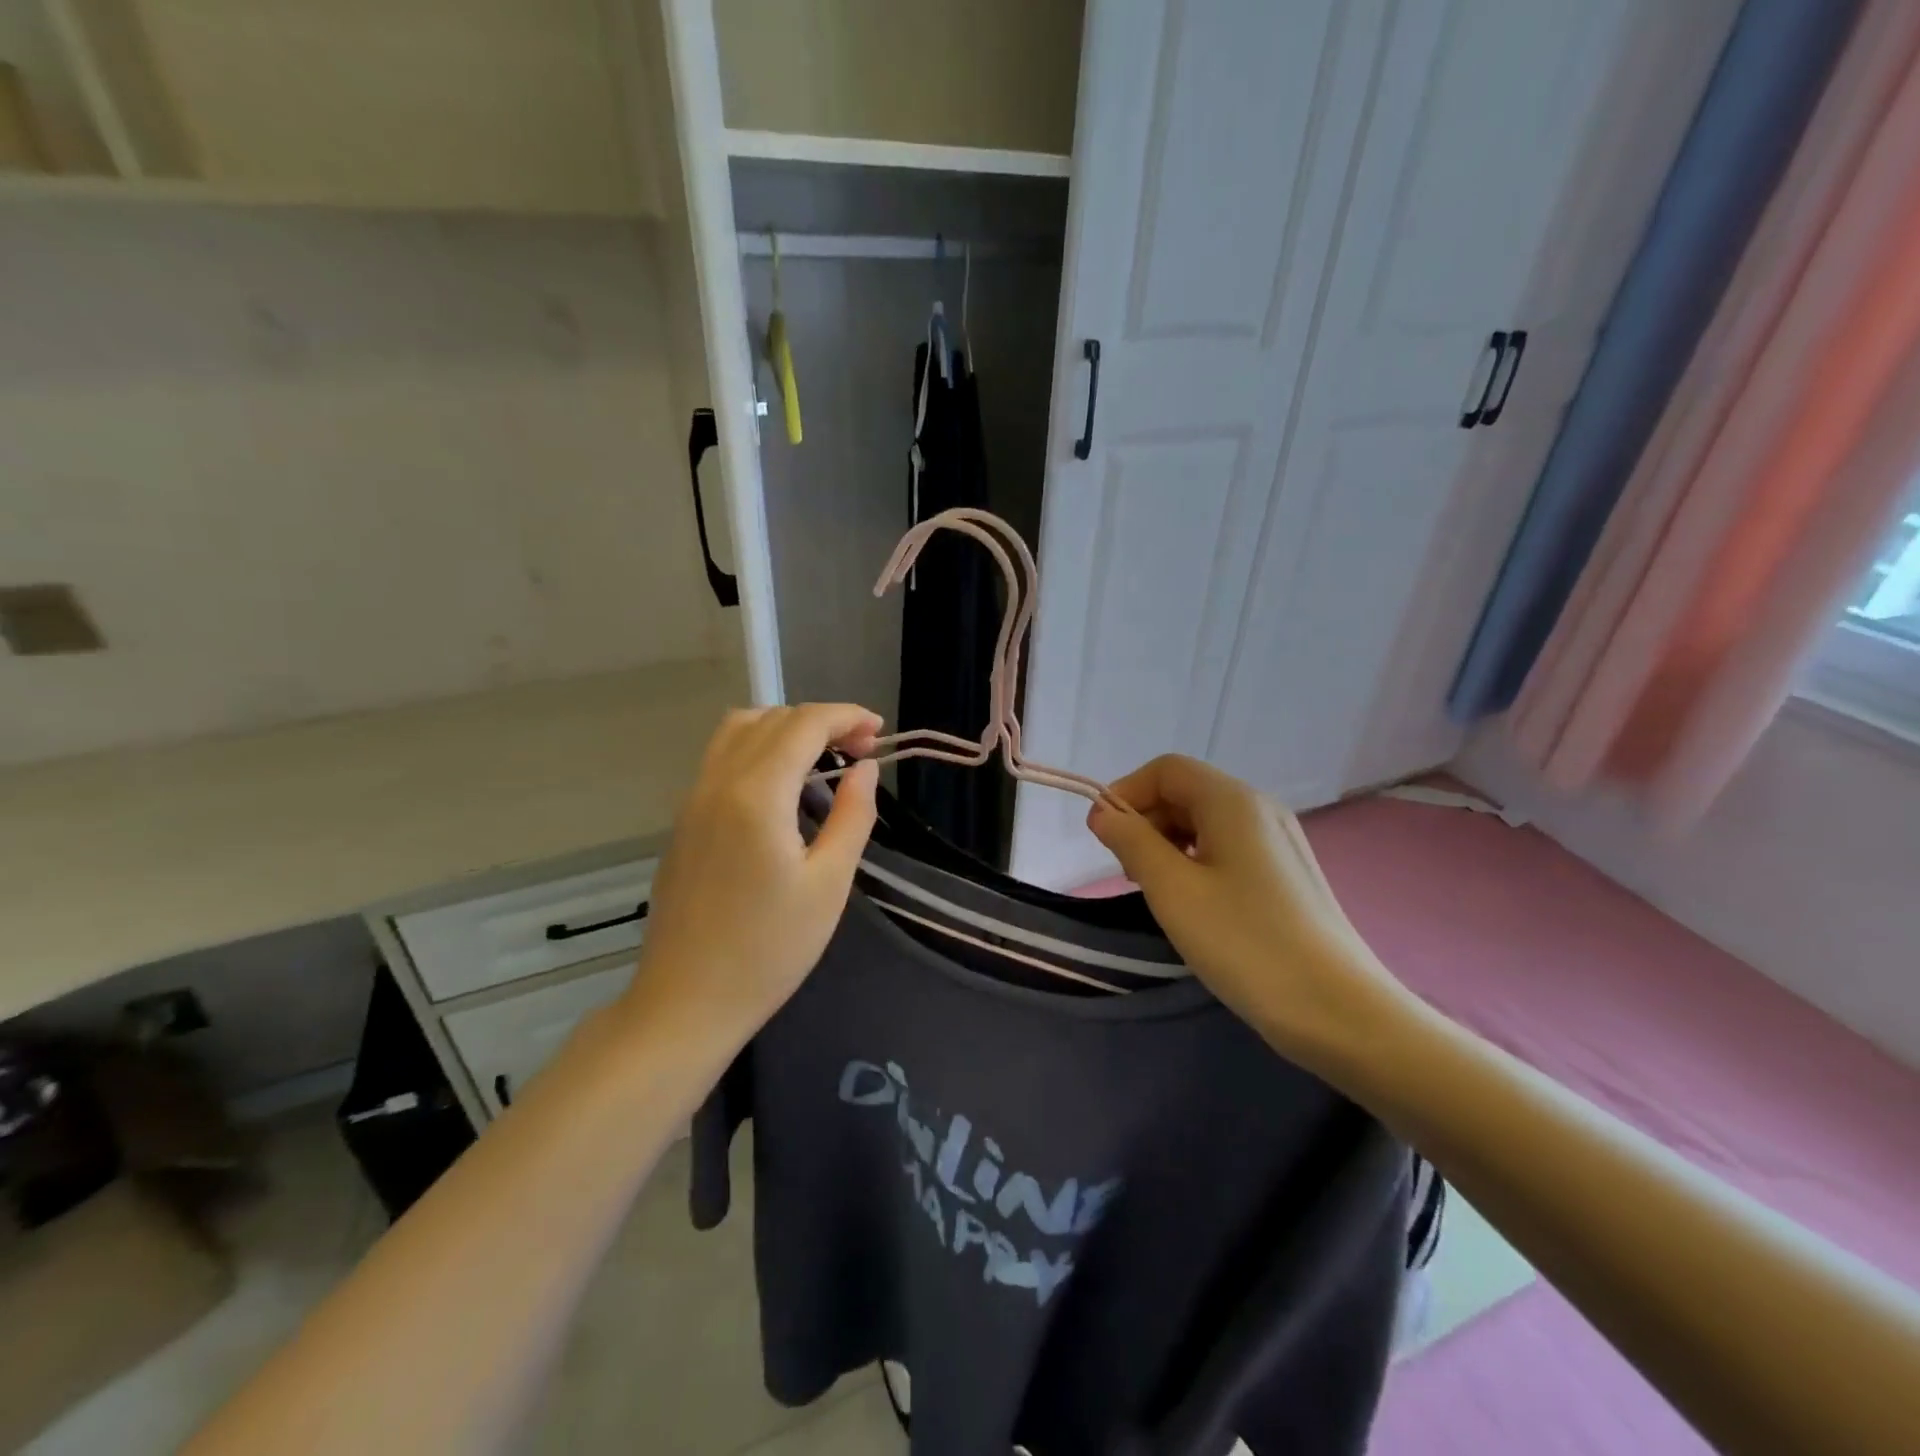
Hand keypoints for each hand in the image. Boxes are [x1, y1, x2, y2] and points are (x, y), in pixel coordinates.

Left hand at [627, 704, 881, 1039]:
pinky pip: (721, 758)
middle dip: (822, 721)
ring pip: (738, 731)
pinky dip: (758, 748)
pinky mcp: (683, 821)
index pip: (803, 724)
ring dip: (785, 728)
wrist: (686, 1002)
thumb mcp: (828, 884)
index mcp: (755, 795)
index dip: (846, 716)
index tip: (879, 731)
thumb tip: (864, 769)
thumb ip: (852, 816)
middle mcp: (717, 783)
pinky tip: (782, 786)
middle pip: (772, 719)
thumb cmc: (769, 950)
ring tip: (822, 758)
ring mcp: (692, 800)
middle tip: (861, 751)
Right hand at [1086, 755, 1411, 1067]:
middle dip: (1147, 821)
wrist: (1339, 1011)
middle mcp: (1260, 809)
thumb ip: (1132, 842)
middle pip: (1188, 792)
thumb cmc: (1246, 943)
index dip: (1127, 792)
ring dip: (1169, 844)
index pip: (1167, 770)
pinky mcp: (1287, 874)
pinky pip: (1229, 848)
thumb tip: (1103, 813)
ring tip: (1157, 892)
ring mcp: (1279, 842)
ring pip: (1207, 822)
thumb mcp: (1173, 890)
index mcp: (1233, 801)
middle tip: (1128, 873)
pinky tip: (1194, 903)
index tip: (1102, 837)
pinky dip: (1197, 862)